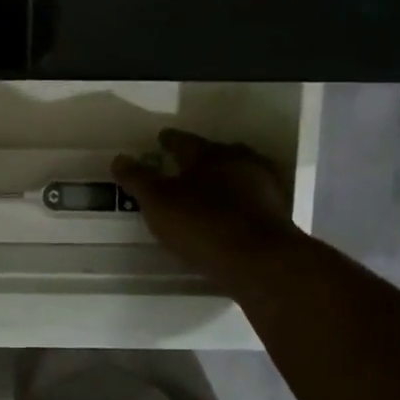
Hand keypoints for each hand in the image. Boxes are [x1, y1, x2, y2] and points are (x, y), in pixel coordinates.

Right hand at [112, 129, 304, 284]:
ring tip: (210, 190)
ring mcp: (265, 187)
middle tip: (187, 165)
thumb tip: (119, 158)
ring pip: (240, 174)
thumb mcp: (158, 202)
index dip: (170, 140)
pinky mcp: (279, 213)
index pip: (184, 141)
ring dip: (225, 179)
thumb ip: (138, 179)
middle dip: (203, 157)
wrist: (260, 261)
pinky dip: (241, 201)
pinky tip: (232, 214)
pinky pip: (254, 199)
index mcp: (209, 154)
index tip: (161, 139)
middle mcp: (240, 162)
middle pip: (218, 153)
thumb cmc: (202, 224)